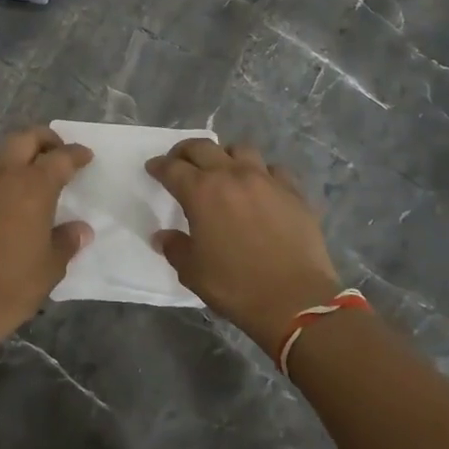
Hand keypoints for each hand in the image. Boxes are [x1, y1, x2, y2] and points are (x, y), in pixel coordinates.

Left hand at [0, 126, 92, 357]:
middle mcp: (1, 176)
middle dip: (44, 140)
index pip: (60, 158)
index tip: (85, 155)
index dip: (76, 153)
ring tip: (30, 178)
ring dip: (17, 158)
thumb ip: (66, 241)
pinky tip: (2, 203)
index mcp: (32, 187)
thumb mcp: (50, 268)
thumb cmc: (10, 287)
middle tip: (57, 152)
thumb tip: (80, 229)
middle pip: (24, 139)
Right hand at [148, 139, 341, 357]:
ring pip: (241, 150)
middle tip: (179, 161)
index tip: (153, 168)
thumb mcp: (193, 272)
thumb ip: (175, 247)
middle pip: (203, 148)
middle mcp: (232, 176)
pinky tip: (260, 187)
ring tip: (222, 169)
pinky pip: (274, 170)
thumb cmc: (236, 286)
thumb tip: (162, 236)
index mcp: (202, 192)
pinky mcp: (294, 192)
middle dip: (185, 151)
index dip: (159, 166)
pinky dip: (261, 173)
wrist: (296, 300)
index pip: (172, 168)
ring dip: (225, 155)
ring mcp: (266, 180)